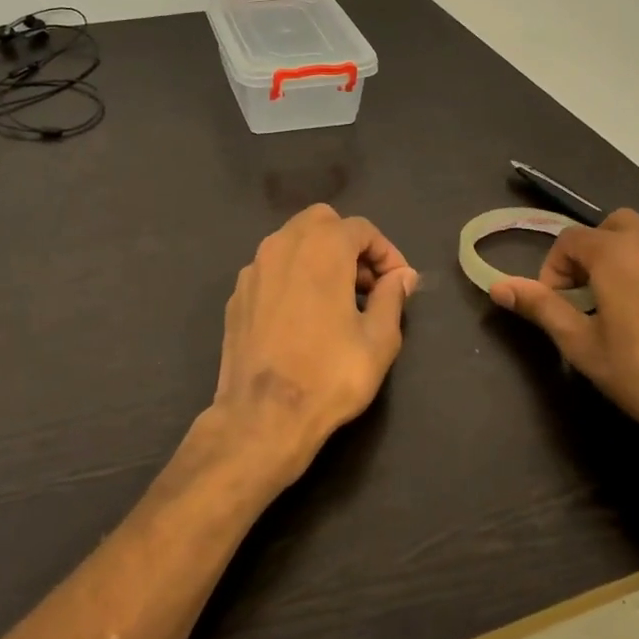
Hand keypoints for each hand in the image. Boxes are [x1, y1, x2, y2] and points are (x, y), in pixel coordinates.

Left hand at [198, 204, 418, 494]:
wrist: (262, 415)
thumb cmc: (330, 375)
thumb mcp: (379, 339)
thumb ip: (392, 297)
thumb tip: (402, 277)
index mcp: (322, 247)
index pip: (361, 229)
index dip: (386, 253)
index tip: (398, 284)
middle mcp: (282, 245)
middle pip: (322, 223)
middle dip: (349, 244)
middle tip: (367, 285)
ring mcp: (253, 269)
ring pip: (292, 242)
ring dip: (320, 257)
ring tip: (338, 300)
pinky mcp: (237, 295)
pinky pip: (272, 269)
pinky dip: (293, 277)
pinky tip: (303, 315)